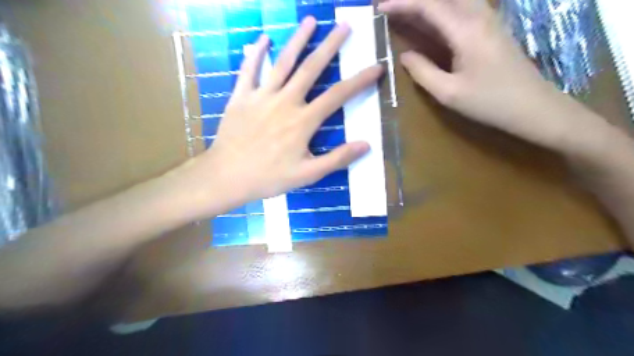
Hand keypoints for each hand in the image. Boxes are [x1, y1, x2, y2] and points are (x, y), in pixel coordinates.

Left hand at [177, 16, 380, 210]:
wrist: (228, 177)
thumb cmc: (269, 177)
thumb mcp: (308, 174)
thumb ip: (337, 159)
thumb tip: (366, 144)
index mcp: (303, 121)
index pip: (338, 95)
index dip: (360, 81)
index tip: (376, 66)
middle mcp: (285, 101)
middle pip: (311, 68)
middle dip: (330, 46)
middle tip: (343, 26)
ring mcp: (261, 96)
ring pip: (282, 62)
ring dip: (297, 39)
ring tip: (310, 20)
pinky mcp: (241, 97)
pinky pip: (249, 70)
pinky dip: (256, 53)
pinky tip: (263, 39)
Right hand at [378, 0, 585, 148]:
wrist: (533, 107)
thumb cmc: (489, 102)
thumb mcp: (448, 93)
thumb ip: (422, 71)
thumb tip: (405, 55)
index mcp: (465, 30)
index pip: (428, 5)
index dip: (401, 4)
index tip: (379, 9)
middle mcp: (478, 15)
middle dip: (413, 0)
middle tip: (390, 9)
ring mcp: (488, 19)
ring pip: (453, 0)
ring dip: (427, 4)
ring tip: (405, 13)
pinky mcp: (491, 27)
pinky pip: (461, 8)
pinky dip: (440, 10)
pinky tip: (429, 21)